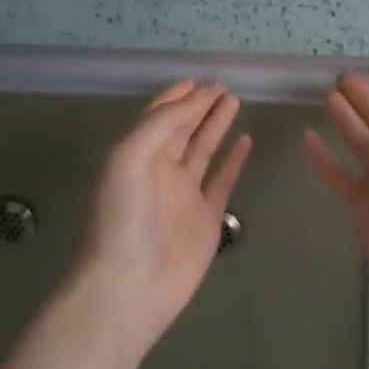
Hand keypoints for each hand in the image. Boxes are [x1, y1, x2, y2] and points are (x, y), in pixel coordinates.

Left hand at [71, 81, 251, 357]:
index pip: (159, 116)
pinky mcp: (206, 219)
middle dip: (200, 105)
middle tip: (224, 85)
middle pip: (183, 128)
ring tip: (235, 100)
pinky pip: (222, 180)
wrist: (128, 288)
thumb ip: (161, 124)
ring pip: (204, 149)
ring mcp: (184, 195)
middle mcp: (160, 170)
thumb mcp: (129, 157)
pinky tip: (245, 140)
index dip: (177, 96)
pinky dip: (234, 160)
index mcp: (136, 154)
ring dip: (217, 124)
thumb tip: (193, 98)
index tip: (197, 80)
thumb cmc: (122, 218)